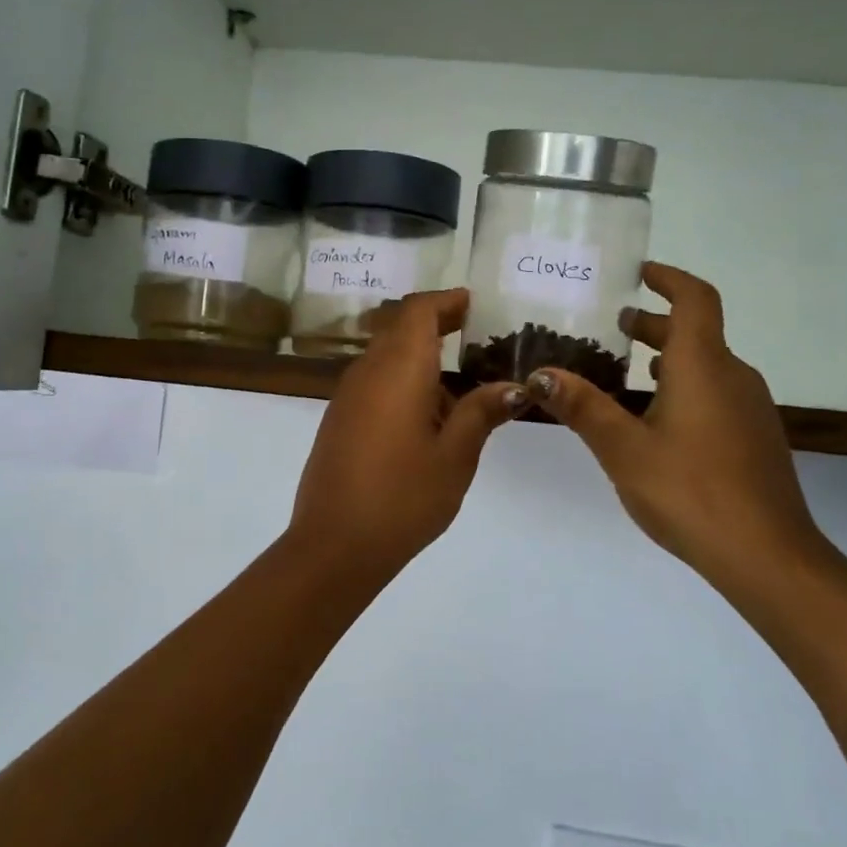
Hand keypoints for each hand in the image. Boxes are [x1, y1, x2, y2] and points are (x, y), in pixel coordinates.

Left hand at [289, 289, 522, 569]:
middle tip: (476, 336)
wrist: (333, 546)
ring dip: (421, 358)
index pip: (418, 310)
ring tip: (463, 386)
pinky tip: (430, 418)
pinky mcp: (339, 420)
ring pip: (387, 356)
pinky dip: (404, 382)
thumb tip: (512, 386)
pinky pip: (375, 383)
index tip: (473, 304)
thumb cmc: (403, 497)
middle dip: (436, 325)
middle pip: (400, 328)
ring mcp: (348, 396)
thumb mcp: (455, 456)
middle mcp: (367, 371)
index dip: (445, 300)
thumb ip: (481, 412)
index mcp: (398, 369)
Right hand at [522, 263, 828, 592]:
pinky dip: (685, 386)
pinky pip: (717, 392)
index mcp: (703, 365)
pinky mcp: (755, 437)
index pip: (694, 298)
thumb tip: (541, 374)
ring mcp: (750, 407)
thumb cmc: (691, 491)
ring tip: (625, 373)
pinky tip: (657, 421)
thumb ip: (583, 407)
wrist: (768, 557)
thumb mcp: (623, 449)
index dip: (668, 278)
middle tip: (612, 328)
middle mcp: (733, 375)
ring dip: (668, 357)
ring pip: (706, 364)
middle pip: (696, 331)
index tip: (637, 274)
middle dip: (654, 323)